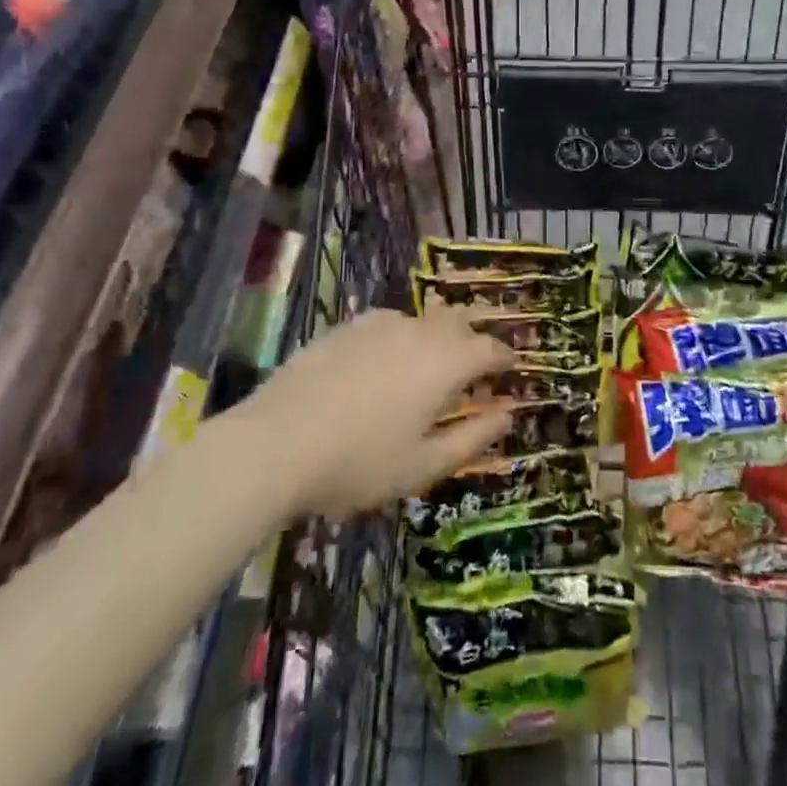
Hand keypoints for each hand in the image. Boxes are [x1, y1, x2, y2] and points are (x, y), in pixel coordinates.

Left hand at [249, 308, 515, 517]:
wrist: (275, 443)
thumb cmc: (359, 462)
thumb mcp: (423, 465)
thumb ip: (472, 438)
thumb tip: (507, 414)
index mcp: (445, 363)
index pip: (490, 348)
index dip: (505, 358)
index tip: (511, 370)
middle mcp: (419, 331)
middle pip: (459, 322)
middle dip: (474, 338)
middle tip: (474, 365)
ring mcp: (379, 324)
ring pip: (422, 320)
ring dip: (437, 336)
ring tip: (430, 363)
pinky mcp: (346, 327)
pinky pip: (387, 324)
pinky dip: (400, 337)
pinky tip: (383, 362)